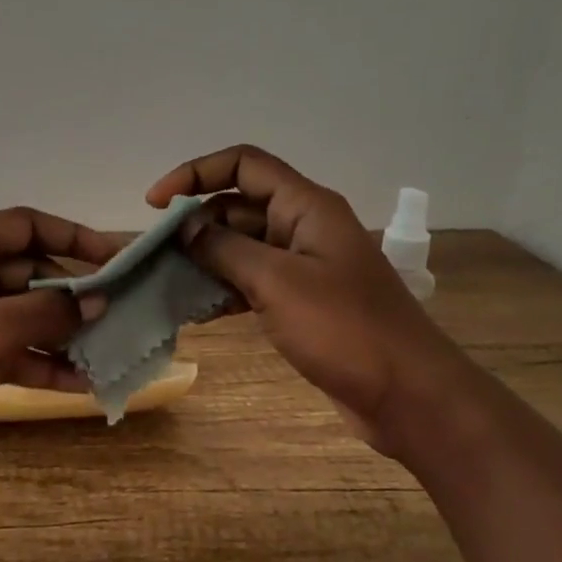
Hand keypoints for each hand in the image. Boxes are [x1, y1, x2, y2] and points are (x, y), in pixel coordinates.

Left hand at [0, 208, 119, 490]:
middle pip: (27, 272)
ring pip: (17, 315)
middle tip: (122, 316)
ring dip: (59, 334)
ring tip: (107, 355)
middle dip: (73, 294)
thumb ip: (46, 311)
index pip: (27, 225)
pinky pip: (1, 350)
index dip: (74, 236)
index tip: (117, 260)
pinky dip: (34, 363)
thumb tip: (97, 299)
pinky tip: (74, 385)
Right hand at [148, 145, 481, 455]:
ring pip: (241, 246)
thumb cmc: (345, 329)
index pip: (243, 165)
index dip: (195, 173)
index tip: (156, 204)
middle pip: (237, 205)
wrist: (408, 395)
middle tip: (153, 254)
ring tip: (164, 282)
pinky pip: (251, 282)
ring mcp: (303, 266)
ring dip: (204, 258)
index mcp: (305, 206)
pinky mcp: (301, 302)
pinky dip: (223, 289)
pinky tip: (195, 309)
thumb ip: (224, 249)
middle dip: (194, 223)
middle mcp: (303, 227)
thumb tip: (182, 226)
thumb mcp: (277, 282)